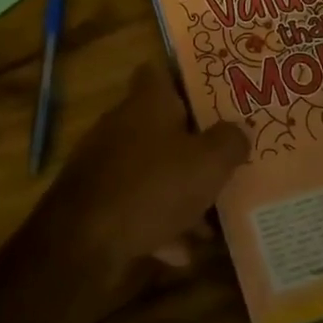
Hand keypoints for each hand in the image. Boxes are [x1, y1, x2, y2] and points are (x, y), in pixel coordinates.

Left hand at [49, 64, 249, 272]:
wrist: (84, 241)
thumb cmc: (153, 186)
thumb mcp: (209, 163)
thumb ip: (230, 142)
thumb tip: (239, 130)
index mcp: (147, 102)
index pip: (160, 72)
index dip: (186, 80)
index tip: (213, 98)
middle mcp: (121, 124)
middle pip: (161, 125)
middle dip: (192, 146)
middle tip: (223, 160)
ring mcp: (104, 163)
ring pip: (152, 170)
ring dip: (179, 192)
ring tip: (210, 221)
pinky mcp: (96, 200)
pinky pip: (136, 205)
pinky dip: (158, 224)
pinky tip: (181, 251)